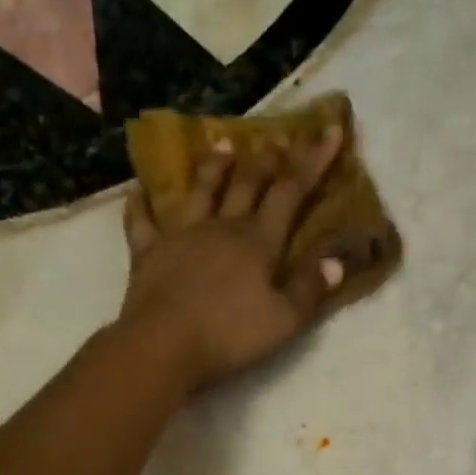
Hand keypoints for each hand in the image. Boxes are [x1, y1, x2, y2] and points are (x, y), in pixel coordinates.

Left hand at [118, 127, 360, 391]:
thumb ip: (310, 288)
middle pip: (246, 185)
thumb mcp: (284, 320)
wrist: (164, 345)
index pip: (291, 193)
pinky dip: (141, 204)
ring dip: (213, 167)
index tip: (328, 130)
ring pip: (200, 191)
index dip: (312, 161)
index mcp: (258, 242)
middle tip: (275, 140)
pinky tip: (139, 191)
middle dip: (265, 161)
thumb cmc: (229, 335)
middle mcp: (221, 228)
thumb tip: (336, 259)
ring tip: (222, 144)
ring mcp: (181, 235)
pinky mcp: (148, 252)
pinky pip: (142, 221)